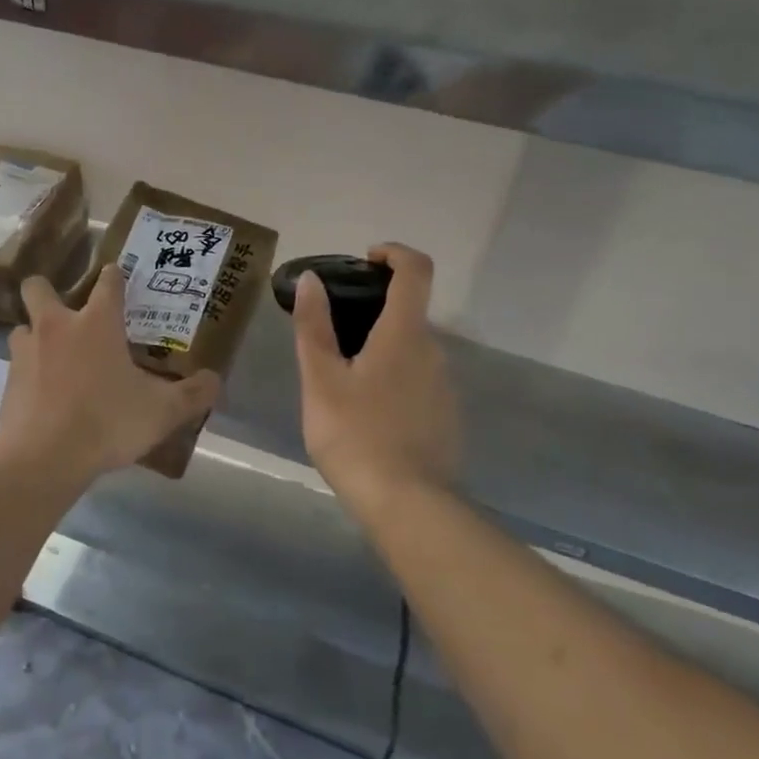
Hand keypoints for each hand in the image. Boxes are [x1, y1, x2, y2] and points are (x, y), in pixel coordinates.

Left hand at [0, 267, 223, 479]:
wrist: (42, 457)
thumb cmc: (107, 422)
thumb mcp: (162, 412)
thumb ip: (193, 394)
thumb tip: (214, 381)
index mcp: (96, 323)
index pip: (107, 282)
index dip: (114, 276)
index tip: (118, 278)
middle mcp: (56, 327)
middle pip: (39, 287)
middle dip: (48, 291)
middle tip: (69, 313)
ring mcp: (25, 353)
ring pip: (22, 327)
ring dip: (36, 336)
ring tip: (55, 357)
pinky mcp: (7, 382)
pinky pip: (17, 366)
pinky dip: (29, 374)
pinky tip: (45, 395)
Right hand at [293, 243, 458, 509]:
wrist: (407, 504)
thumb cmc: (355, 435)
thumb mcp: (321, 379)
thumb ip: (314, 326)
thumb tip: (312, 279)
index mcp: (405, 334)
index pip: (415, 270)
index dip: (394, 253)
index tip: (366, 260)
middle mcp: (434, 351)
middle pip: (409, 313)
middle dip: (374, 311)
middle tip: (332, 336)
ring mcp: (444, 386)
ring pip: (412, 351)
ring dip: (381, 350)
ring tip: (342, 381)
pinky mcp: (446, 416)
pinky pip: (418, 381)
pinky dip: (394, 379)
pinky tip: (366, 414)